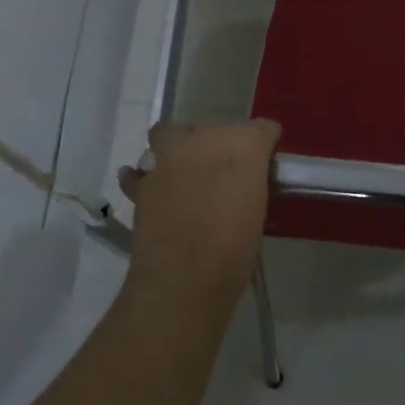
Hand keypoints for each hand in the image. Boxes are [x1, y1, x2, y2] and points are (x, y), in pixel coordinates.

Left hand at [119, 120, 280, 314]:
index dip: (264, 145)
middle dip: (218, 147)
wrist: (187, 275)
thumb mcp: (256, 210)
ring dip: (175, 149)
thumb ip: (250, 185)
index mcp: (246, 146)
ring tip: (181, 174)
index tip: (263, 163)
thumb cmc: (236, 247)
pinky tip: (149, 186)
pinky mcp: (143, 181)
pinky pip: (140, 171)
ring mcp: (171, 156)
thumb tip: (242, 185)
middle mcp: (208, 139)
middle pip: (214, 130)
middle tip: (221, 175)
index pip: (263, 129)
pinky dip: (142, 176)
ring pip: (169, 135)